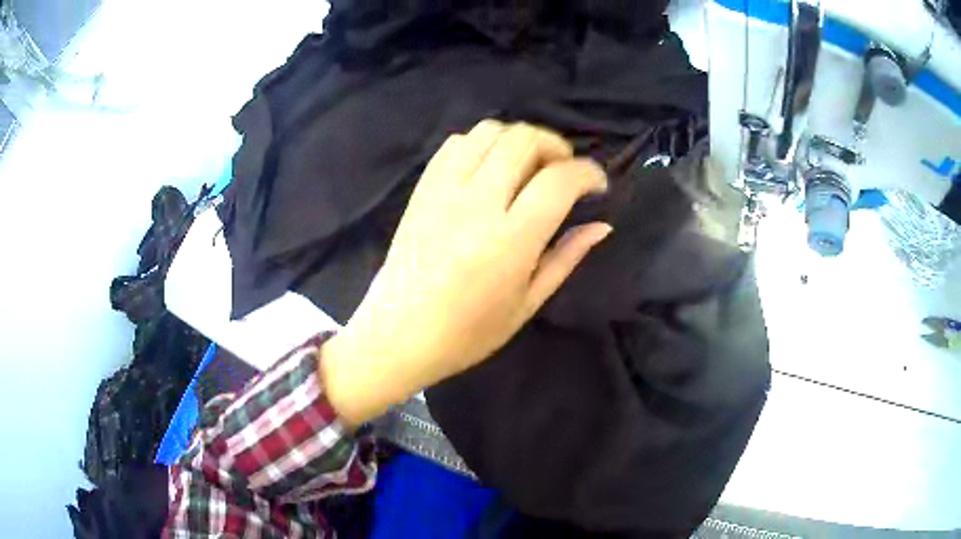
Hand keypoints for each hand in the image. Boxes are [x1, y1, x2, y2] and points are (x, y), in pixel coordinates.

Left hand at [321, 120, 610, 424]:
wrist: (398, 334)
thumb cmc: (467, 333)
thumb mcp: (527, 303)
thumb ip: (566, 258)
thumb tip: (602, 226)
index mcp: (510, 240)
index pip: (559, 180)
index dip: (588, 172)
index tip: (597, 185)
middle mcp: (477, 203)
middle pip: (524, 141)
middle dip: (556, 146)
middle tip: (564, 171)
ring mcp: (444, 190)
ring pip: (489, 131)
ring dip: (519, 139)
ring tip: (528, 165)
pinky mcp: (422, 188)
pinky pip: (456, 144)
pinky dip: (482, 143)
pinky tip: (489, 167)